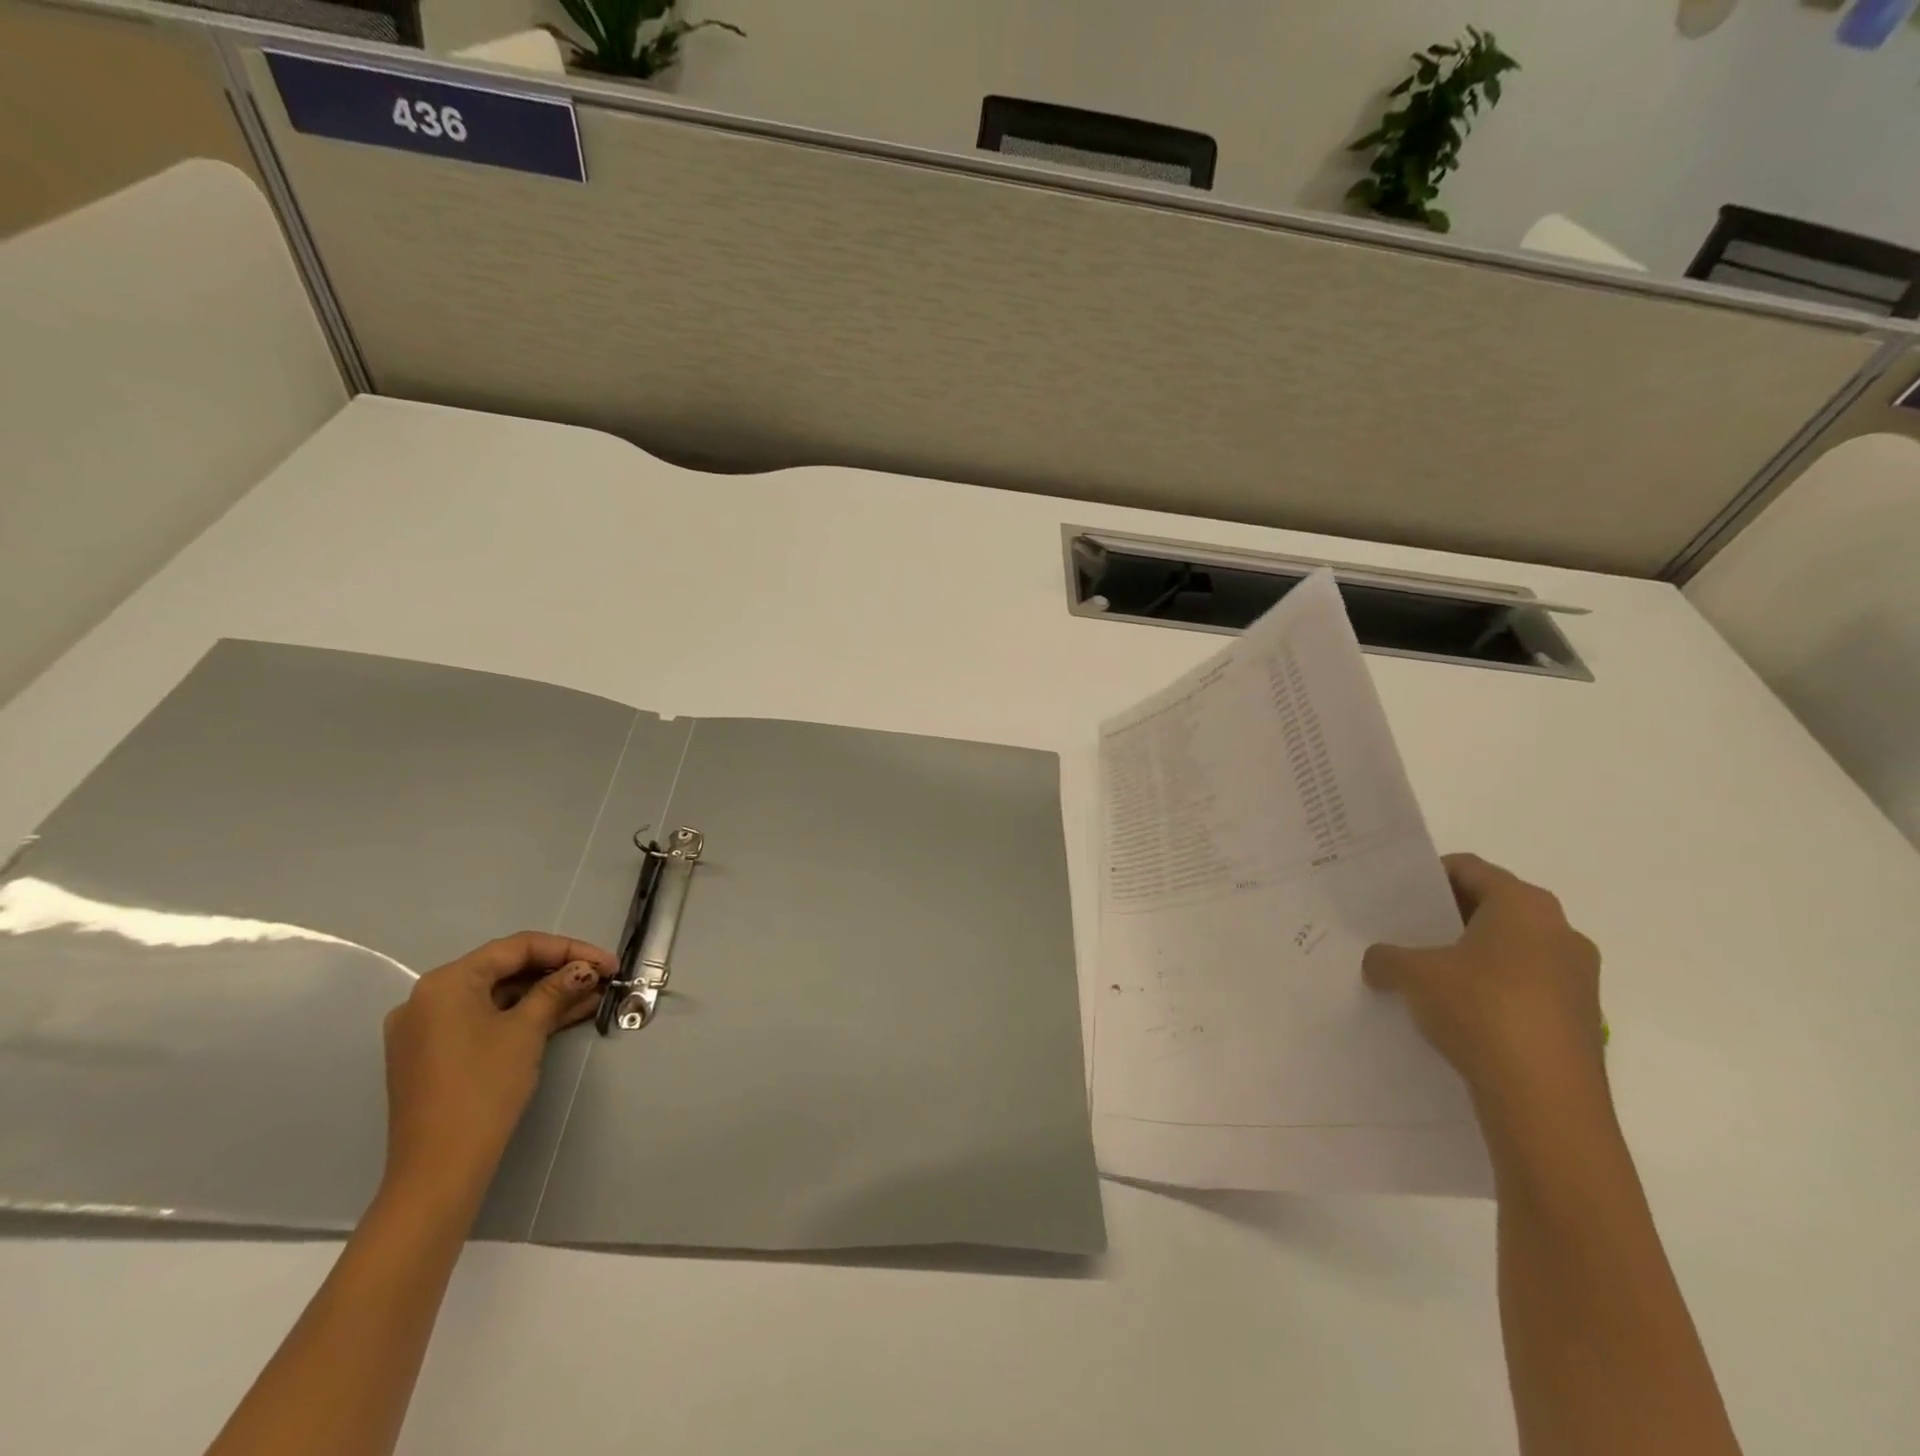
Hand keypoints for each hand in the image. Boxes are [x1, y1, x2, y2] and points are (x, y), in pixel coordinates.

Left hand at [381, 932, 614, 1205]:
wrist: (439, 1169)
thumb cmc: (483, 1088)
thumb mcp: (527, 1031)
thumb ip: (557, 990)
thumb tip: (585, 969)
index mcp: (445, 983)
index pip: (517, 948)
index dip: (569, 950)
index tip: (608, 963)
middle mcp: (428, 998)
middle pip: (505, 970)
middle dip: (558, 972)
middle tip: (602, 978)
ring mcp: (428, 1029)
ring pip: (498, 997)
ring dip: (545, 995)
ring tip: (593, 996)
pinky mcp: (434, 1055)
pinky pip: (485, 1021)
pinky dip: (522, 1017)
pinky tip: (563, 1016)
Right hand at [1364, 854, 1604, 1108]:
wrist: (1546, 1100)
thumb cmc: (1481, 1010)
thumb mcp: (1413, 975)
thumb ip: (1387, 957)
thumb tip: (1378, 961)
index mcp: (1524, 905)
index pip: (1468, 868)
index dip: (1427, 876)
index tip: (1395, 895)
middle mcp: (1560, 930)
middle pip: (1492, 907)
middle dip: (1447, 918)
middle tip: (1404, 931)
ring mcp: (1578, 977)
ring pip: (1511, 948)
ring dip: (1470, 956)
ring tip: (1426, 975)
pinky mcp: (1580, 1018)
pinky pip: (1526, 985)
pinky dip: (1492, 988)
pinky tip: (1458, 1012)